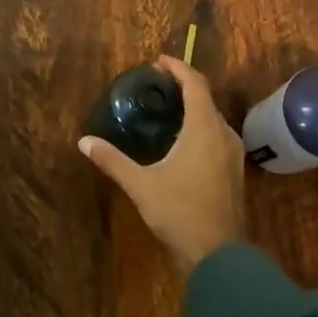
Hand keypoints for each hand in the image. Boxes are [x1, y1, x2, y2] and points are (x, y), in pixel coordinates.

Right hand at [79, 56, 246, 273]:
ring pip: (213, 119)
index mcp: (204, 130)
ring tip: (168, 109)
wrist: (218, 255)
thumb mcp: (140, 185)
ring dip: (194, 108)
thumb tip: (83, 141)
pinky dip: (200, 126)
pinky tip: (182, 140)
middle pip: (206, 99)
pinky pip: (217, 136)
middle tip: (156, 86)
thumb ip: (112, 160)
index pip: (195, 85)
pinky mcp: (233, 171)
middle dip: (184, 87)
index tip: (158, 61)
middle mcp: (223, 135)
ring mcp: (233, 154)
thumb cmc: (179, 212)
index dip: (178, 68)